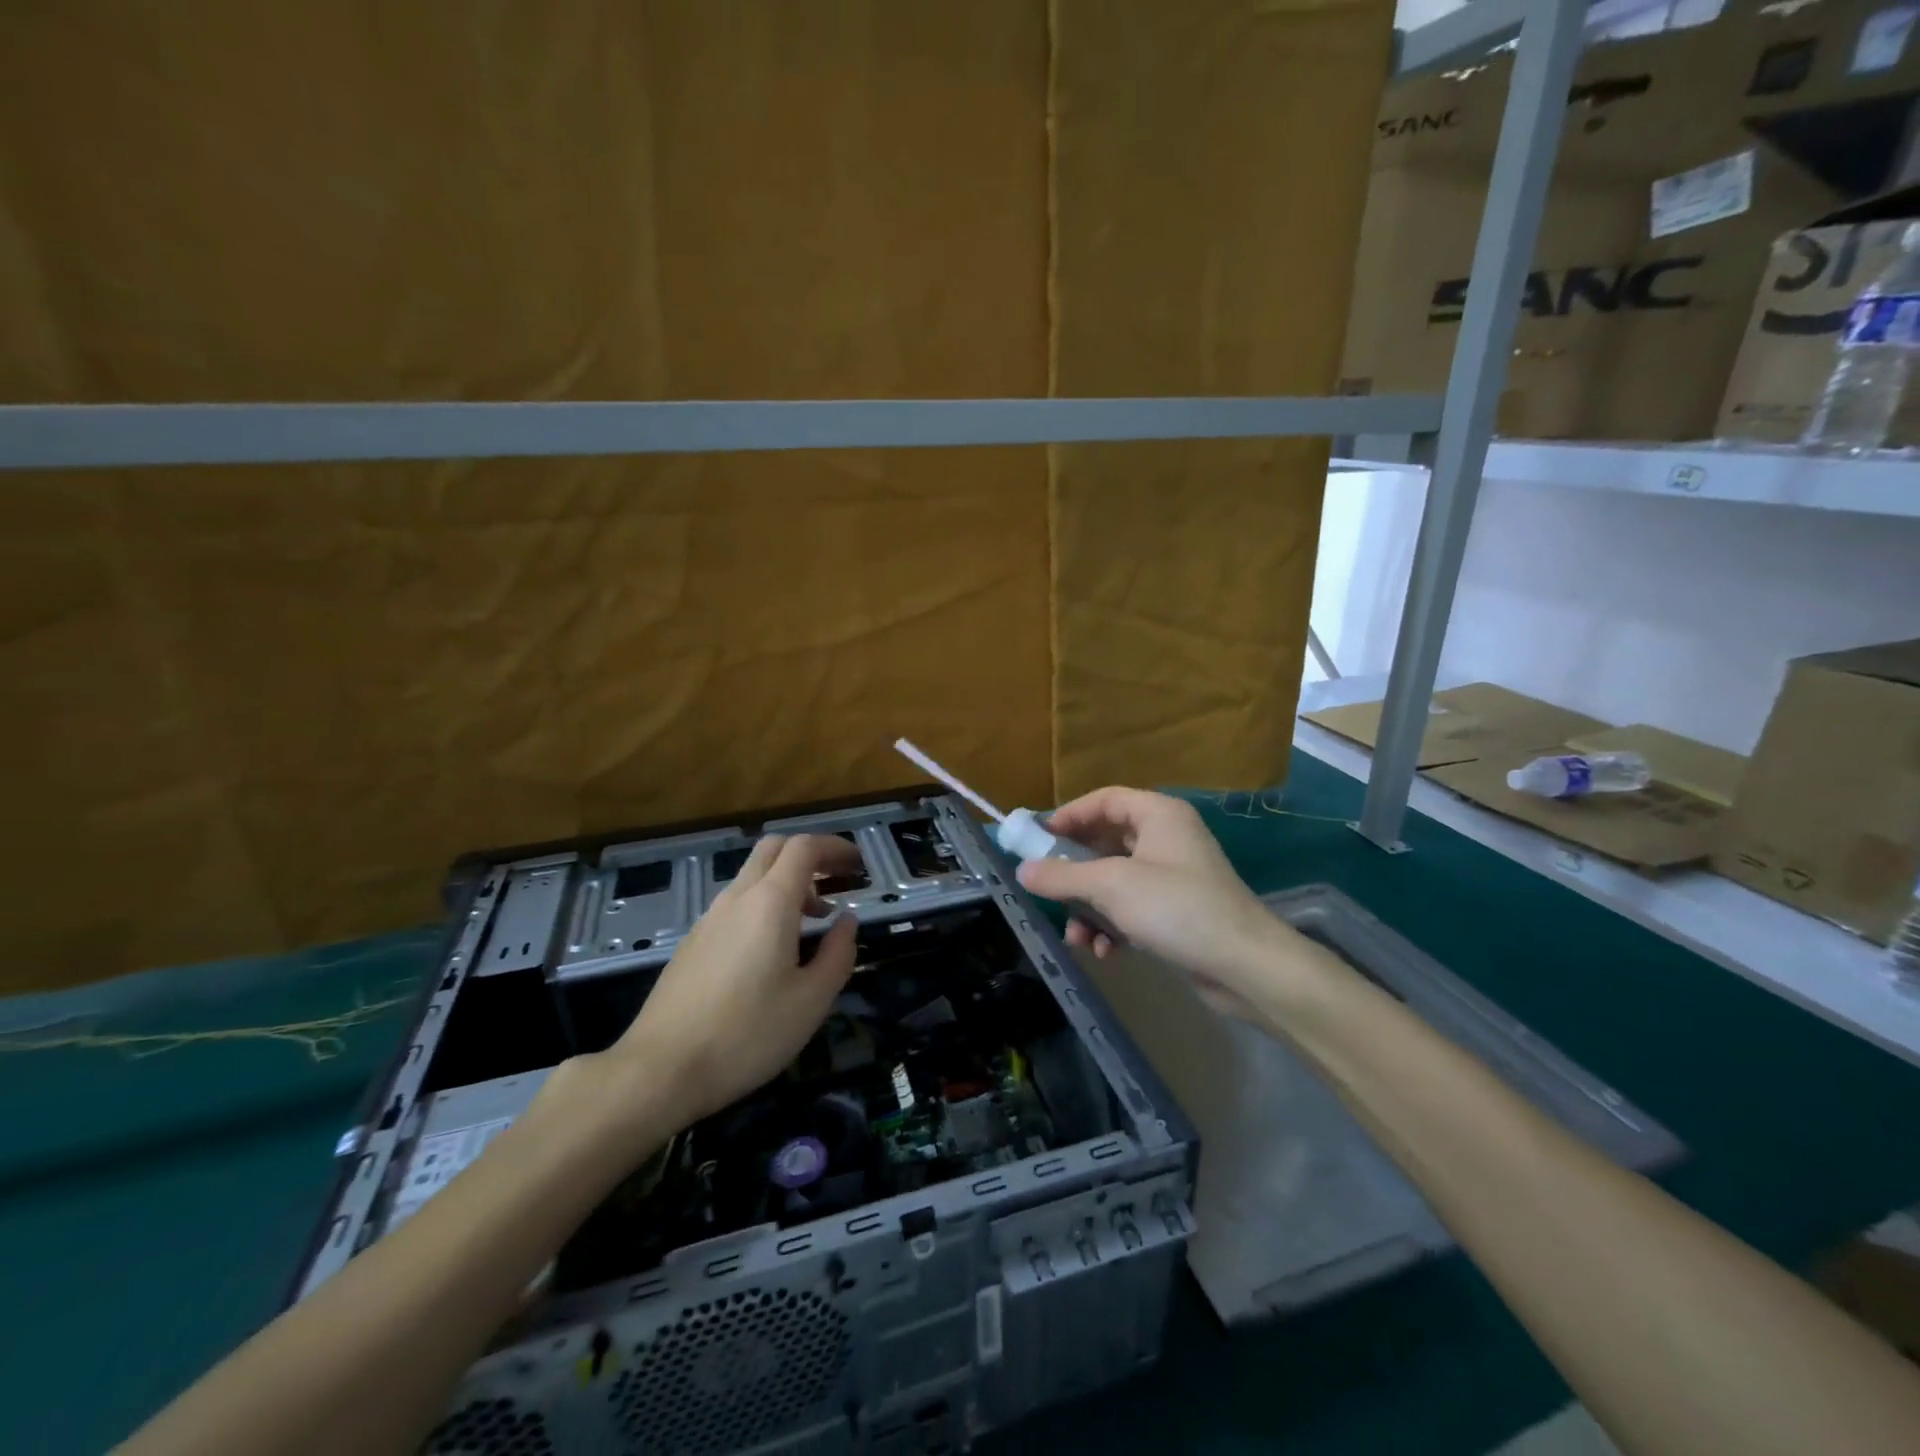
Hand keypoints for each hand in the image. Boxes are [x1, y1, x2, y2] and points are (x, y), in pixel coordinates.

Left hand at [605, 834, 861, 1129]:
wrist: (660, 1069)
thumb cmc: (747, 1034)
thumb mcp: (812, 1000)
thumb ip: (838, 953)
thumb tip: (847, 921)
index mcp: (770, 902)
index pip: (804, 847)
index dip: (835, 846)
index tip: (858, 864)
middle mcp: (737, 898)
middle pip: (774, 849)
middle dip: (811, 854)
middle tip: (838, 880)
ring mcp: (709, 918)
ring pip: (753, 876)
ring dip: (788, 881)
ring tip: (814, 919)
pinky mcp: (693, 942)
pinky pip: (736, 903)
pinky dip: (765, 904)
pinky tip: (774, 947)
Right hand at [1015, 788, 1302, 1023]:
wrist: (1244, 965)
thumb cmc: (1175, 907)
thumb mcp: (1111, 887)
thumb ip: (1062, 876)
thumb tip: (1022, 871)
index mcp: (1158, 814)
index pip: (1104, 799)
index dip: (1069, 815)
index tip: (1037, 838)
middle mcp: (1167, 838)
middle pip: (1106, 842)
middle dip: (1075, 871)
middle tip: (1046, 886)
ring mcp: (1173, 875)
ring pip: (1115, 880)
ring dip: (1091, 907)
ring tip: (1077, 935)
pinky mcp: (1177, 910)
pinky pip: (1132, 908)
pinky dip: (1114, 926)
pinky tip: (1106, 952)